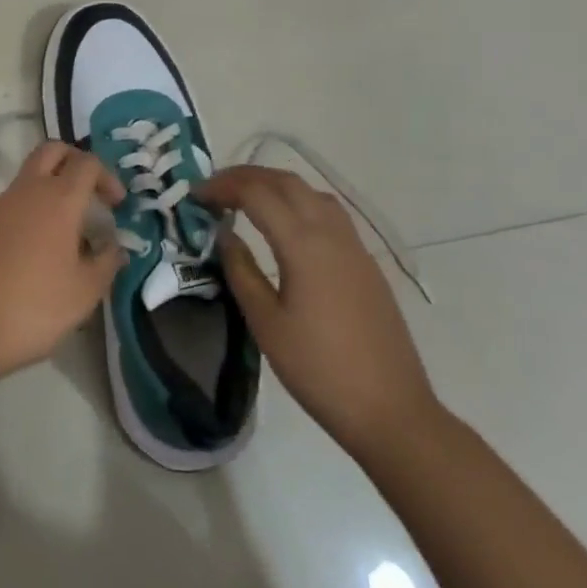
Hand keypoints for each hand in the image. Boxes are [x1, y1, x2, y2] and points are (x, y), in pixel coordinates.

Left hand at [0, 141, 126, 375]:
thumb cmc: (31, 307)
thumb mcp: (83, 294)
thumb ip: (105, 264)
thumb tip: (115, 247)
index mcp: (58, 200)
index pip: (87, 163)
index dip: (106, 176)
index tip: (115, 205)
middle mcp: (23, 190)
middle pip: (51, 151)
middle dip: (72, 162)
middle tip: (84, 193)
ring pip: (22, 185)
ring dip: (41, 201)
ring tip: (50, 246)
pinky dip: (13, 225)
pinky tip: (14, 262)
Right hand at [200, 165, 439, 457]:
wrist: (391, 411)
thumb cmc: (319, 370)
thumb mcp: (266, 323)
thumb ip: (241, 271)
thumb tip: (224, 233)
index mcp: (303, 245)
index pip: (257, 194)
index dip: (222, 187)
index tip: (195, 195)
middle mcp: (331, 233)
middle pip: (286, 182)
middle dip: (246, 176)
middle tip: (214, 189)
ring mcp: (354, 246)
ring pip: (311, 192)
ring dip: (275, 184)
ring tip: (246, 198)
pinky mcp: (366, 263)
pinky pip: (329, 212)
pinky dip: (299, 201)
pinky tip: (286, 224)